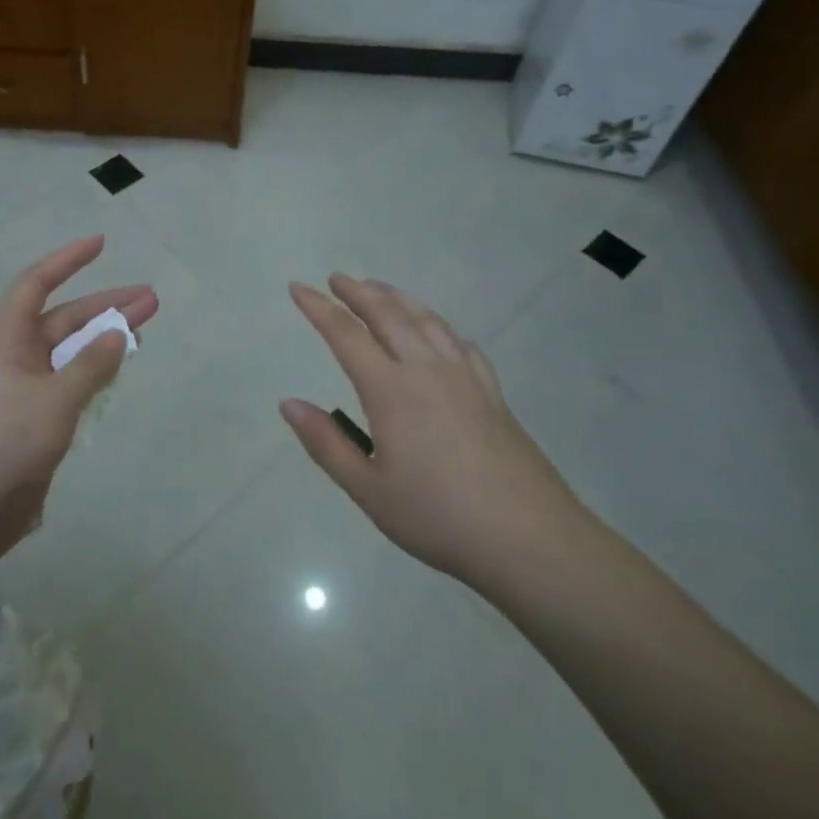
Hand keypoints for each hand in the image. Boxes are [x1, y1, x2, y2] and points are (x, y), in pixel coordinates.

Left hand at [0, 235, 157, 557]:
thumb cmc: (6, 442)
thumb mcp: (56, 399)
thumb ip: (91, 365)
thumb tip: (118, 334)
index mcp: (5, 339)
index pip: (36, 284)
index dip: (68, 260)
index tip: (101, 243)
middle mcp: (11, 356)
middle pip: (63, 319)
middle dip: (105, 306)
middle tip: (150, 299)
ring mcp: (20, 388)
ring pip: (68, 352)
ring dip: (103, 340)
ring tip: (144, 329)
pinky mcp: (29, 418)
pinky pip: (66, 382)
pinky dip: (91, 372)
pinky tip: (116, 371)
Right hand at [280, 275, 589, 595]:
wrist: (530, 539)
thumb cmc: (438, 517)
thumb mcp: (369, 490)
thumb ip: (326, 443)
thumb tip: (288, 403)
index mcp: (391, 390)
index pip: (345, 334)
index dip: (318, 307)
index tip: (298, 287)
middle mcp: (426, 370)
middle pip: (388, 315)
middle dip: (358, 292)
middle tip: (337, 278)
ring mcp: (464, 377)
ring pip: (426, 320)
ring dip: (397, 298)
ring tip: (379, 288)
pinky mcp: (492, 392)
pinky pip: (460, 343)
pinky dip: (438, 325)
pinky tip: (437, 331)